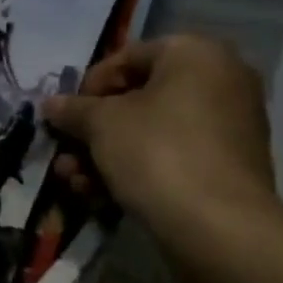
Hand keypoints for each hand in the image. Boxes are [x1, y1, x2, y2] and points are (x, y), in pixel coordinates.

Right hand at [43, 34, 280, 232]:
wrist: (220, 229)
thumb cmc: (157, 152)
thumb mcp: (101, 123)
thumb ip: (73, 109)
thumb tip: (52, 105)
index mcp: (196, 53)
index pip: (127, 57)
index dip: (88, 86)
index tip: (65, 115)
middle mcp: (221, 80)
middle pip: (139, 98)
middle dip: (94, 129)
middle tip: (65, 151)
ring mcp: (230, 126)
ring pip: (153, 132)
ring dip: (107, 153)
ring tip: (74, 181)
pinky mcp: (229, 167)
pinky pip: (174, 156)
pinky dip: (138, 169)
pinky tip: (100, 195)